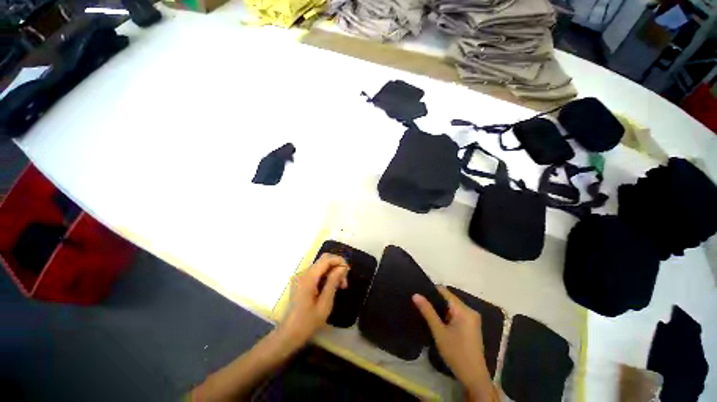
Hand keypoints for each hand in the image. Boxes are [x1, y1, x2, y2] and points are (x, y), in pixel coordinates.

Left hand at [278, 253, 348, 347]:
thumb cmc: (307, 322)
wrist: (288, 335)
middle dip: (337, 268)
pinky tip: (330, 288)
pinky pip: (316, 273)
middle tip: (344, 283)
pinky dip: (325, 277)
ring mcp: (300, 276)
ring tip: (340, 287)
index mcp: (308, 277)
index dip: (339, 261)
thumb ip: (333, 282)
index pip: (326, 259)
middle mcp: (303, 273)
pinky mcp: (300, 281)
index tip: (348, 272)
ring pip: (321, 267)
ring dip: (332, 273)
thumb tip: (342, 267)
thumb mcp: (325, 304)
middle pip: (324, 261)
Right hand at [413, 287, 496, 401]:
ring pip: (452, 306)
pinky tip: (438, 319)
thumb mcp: (439, 332)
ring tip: (426, 310)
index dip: (431, 291)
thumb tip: (416, 295)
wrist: (474, 377)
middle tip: (421, 304)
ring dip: (440, 308)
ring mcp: (472, 318)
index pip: (444, 291)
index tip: (419, 294)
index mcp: (463, 310)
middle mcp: (470, 310)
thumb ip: (427, 311)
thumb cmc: (455, 353)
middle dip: (435, 300)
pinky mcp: (471, 325)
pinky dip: (447, 314)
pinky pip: (457, 313)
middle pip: (448, 298)